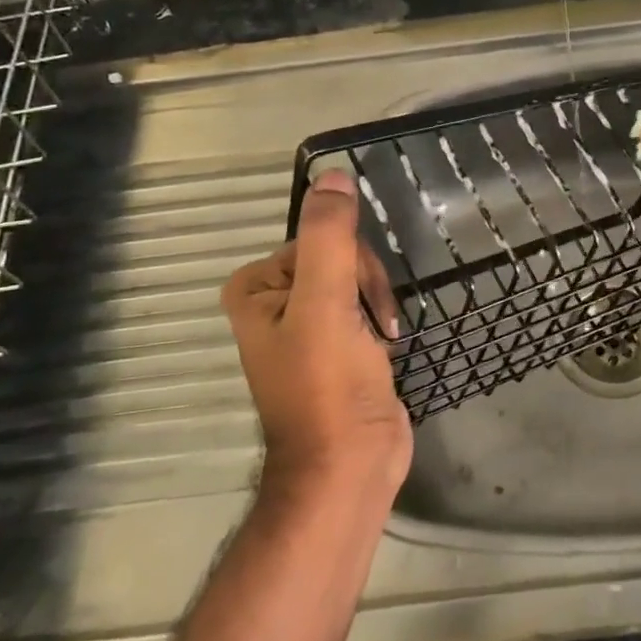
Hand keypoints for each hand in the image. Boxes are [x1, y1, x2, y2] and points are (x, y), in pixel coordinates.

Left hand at [222, 171, 411, 491]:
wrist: (350, 467)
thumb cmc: (328, 386)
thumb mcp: (326, 304)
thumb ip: (328, 236)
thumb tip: (332, 173)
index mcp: (255, 288)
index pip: (318, 240)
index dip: (350, 265)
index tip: (358, 304)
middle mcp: (274, 301)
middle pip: (341, 258)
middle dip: (367, 288)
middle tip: (374, 329)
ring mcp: (307, 325)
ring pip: (358, 281)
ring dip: (379, 306)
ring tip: (382, 343)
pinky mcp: (337, 346)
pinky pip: (365, 307)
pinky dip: (381, 322)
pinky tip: (385, 348)